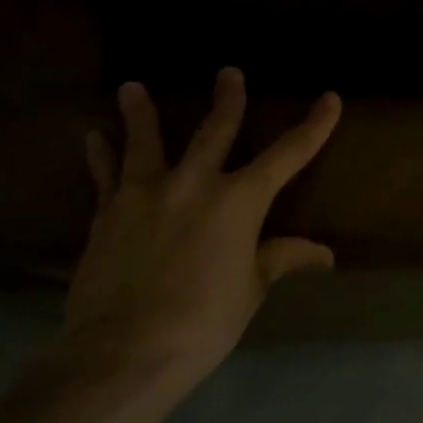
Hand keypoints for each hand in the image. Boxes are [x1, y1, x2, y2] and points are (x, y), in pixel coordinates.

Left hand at [59, 68, 340, 408]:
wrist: (124, 350)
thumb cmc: (204, 321)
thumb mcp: (251, 289)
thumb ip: (281, 258)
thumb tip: (324, 255)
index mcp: (240, 201)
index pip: (287, 155)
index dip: (313, 127)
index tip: (329, 100)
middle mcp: (195, 184)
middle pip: (216, 131)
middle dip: (228, 100)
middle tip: (229, 72)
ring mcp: (146, 194)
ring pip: (146, 142)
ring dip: (141, 112)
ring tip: (132, 87)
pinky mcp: (108, 212)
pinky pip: (105, 175)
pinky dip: (101, 155)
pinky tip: (92, 136)